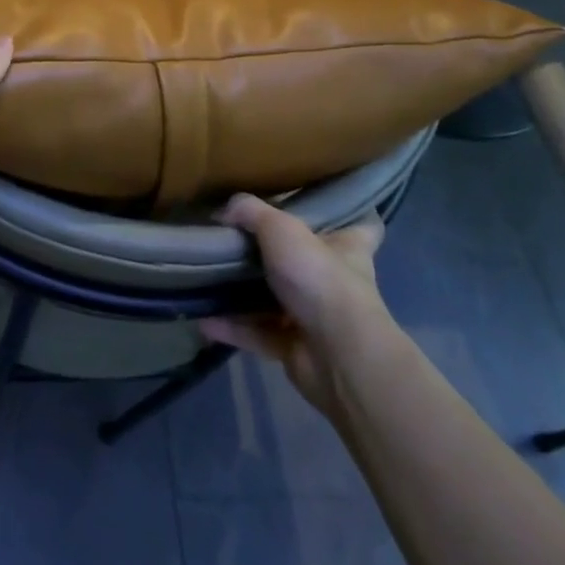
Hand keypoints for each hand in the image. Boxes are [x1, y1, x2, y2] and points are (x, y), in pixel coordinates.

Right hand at [201, 193, 392, 417]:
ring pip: (276, 301)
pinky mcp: (296, 349)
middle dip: (276, 256)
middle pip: (307, 263)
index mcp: (347, 248)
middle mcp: (336, 282)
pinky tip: (203, 318)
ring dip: (244, 295)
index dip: (347, 217)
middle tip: (237, 240)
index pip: (361, 228)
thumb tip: (224, 209)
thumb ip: (250, 212)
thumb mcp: (280, 228)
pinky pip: (258, 333)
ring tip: (209, 279)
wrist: (337, 354)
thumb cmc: (319, 277)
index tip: (323, 209)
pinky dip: (232, 327)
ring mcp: (317, 318)